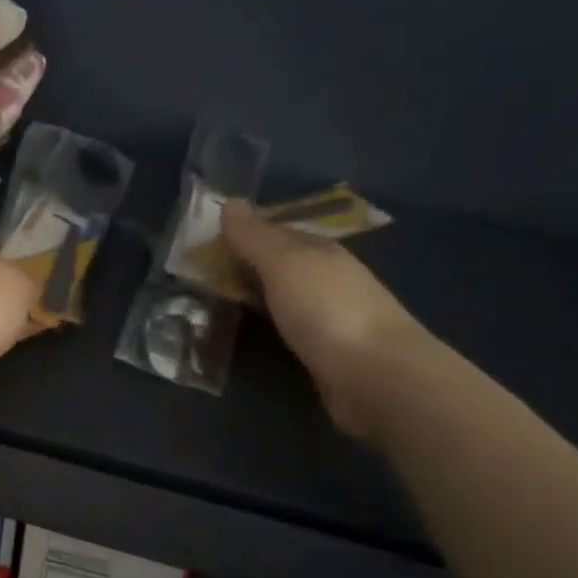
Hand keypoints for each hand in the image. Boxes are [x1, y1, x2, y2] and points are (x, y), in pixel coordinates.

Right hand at [222, 200, 429, 437]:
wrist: (375, 376)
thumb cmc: (327, 310)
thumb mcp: (284, 264)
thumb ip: (255, 237)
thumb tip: (229, 201)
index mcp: (321, 251)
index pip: (276, 232)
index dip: (243, 234)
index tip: (205, 243)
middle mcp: (328, 278)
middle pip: (280, 265)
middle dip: (247, 266)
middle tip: (201, 275)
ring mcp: (330, 317)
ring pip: (284, 298)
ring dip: (256, 297)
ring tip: (216, 304)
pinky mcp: (327, 352)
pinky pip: (288, 328)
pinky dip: (268, 326)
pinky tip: (251, 333)